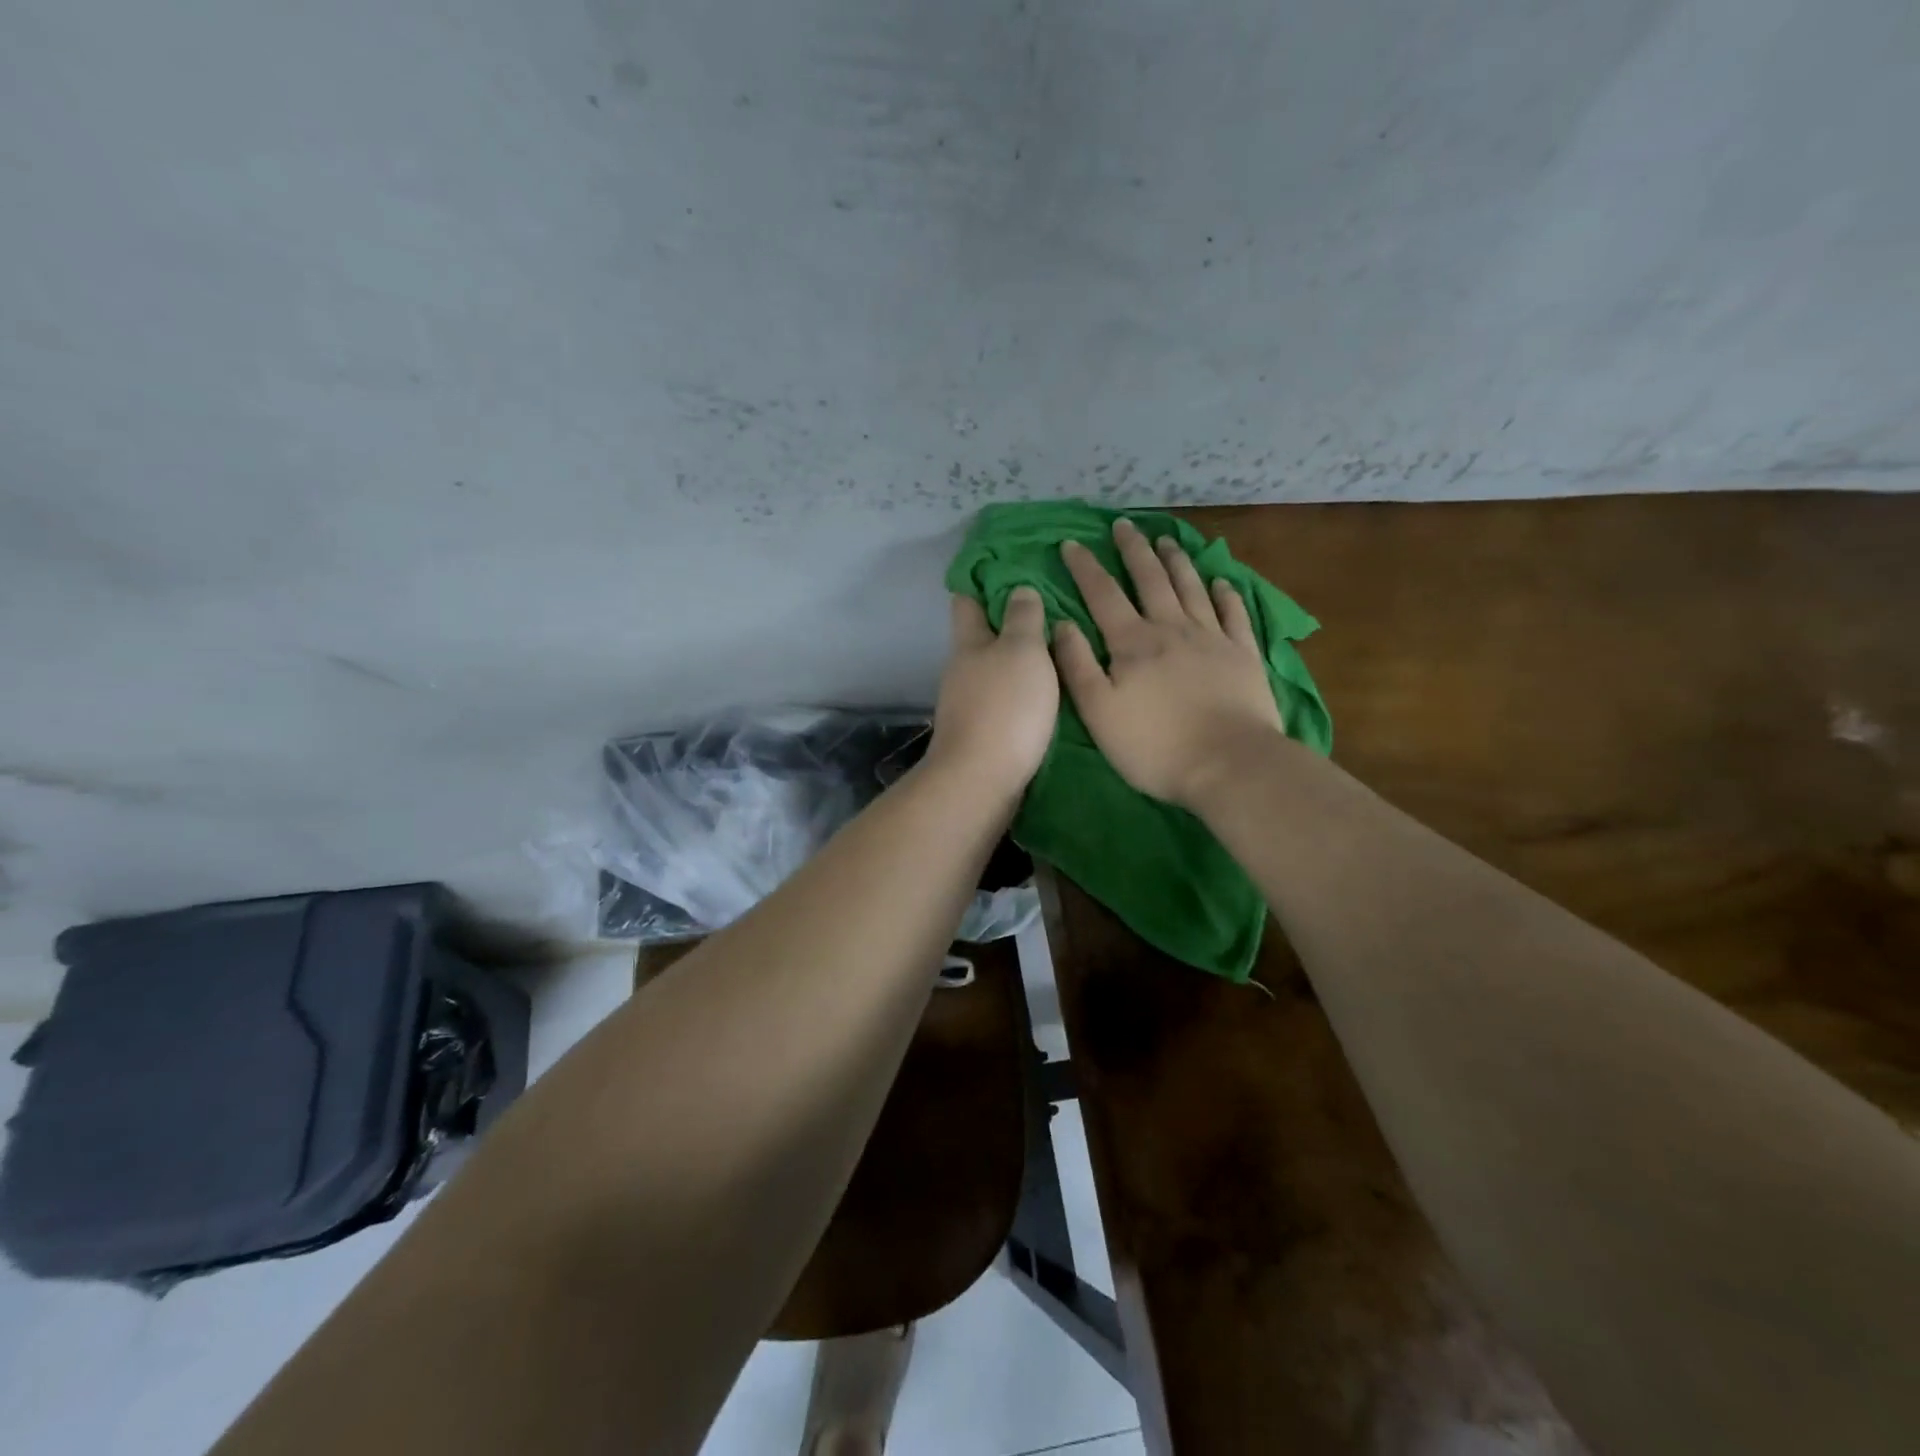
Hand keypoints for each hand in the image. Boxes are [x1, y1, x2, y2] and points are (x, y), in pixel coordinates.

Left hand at [929, 588, 1058, 798]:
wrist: (983, 781)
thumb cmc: (1004, 708)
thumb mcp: (1021, 651)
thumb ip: (1022, 618)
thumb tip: (1018, 589)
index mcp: (968, 642)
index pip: (967, 598)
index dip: (982, 577)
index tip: (1008, 561)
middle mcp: (964, 669)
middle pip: (983, 634)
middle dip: (1010, 617)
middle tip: (1052, 600)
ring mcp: (971, 703)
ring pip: (997, 668)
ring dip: (1021, 656)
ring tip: (1060, 643)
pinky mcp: (984, 732)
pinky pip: (1006, 697)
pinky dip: (1024, 687)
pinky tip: (1051, 688)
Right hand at [1054, 519, 1283, 807]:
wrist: (1229, 764)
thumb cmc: (1154, 745)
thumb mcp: (1099, 712)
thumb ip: (1078, 665)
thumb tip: (1061, 624)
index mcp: (1133, 643)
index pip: (1103, 594)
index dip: (1086, 567)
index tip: (1072, 544)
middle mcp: (1172, 628)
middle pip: (1151, 580)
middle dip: (1134, 550)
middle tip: (1124, 525)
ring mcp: (1213, 639)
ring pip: (1192, 588)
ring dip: (1177, 561)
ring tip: (1166, 540)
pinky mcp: (1244, 655)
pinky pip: (1234, 614)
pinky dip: (1226, 593)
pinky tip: (1222, 581)